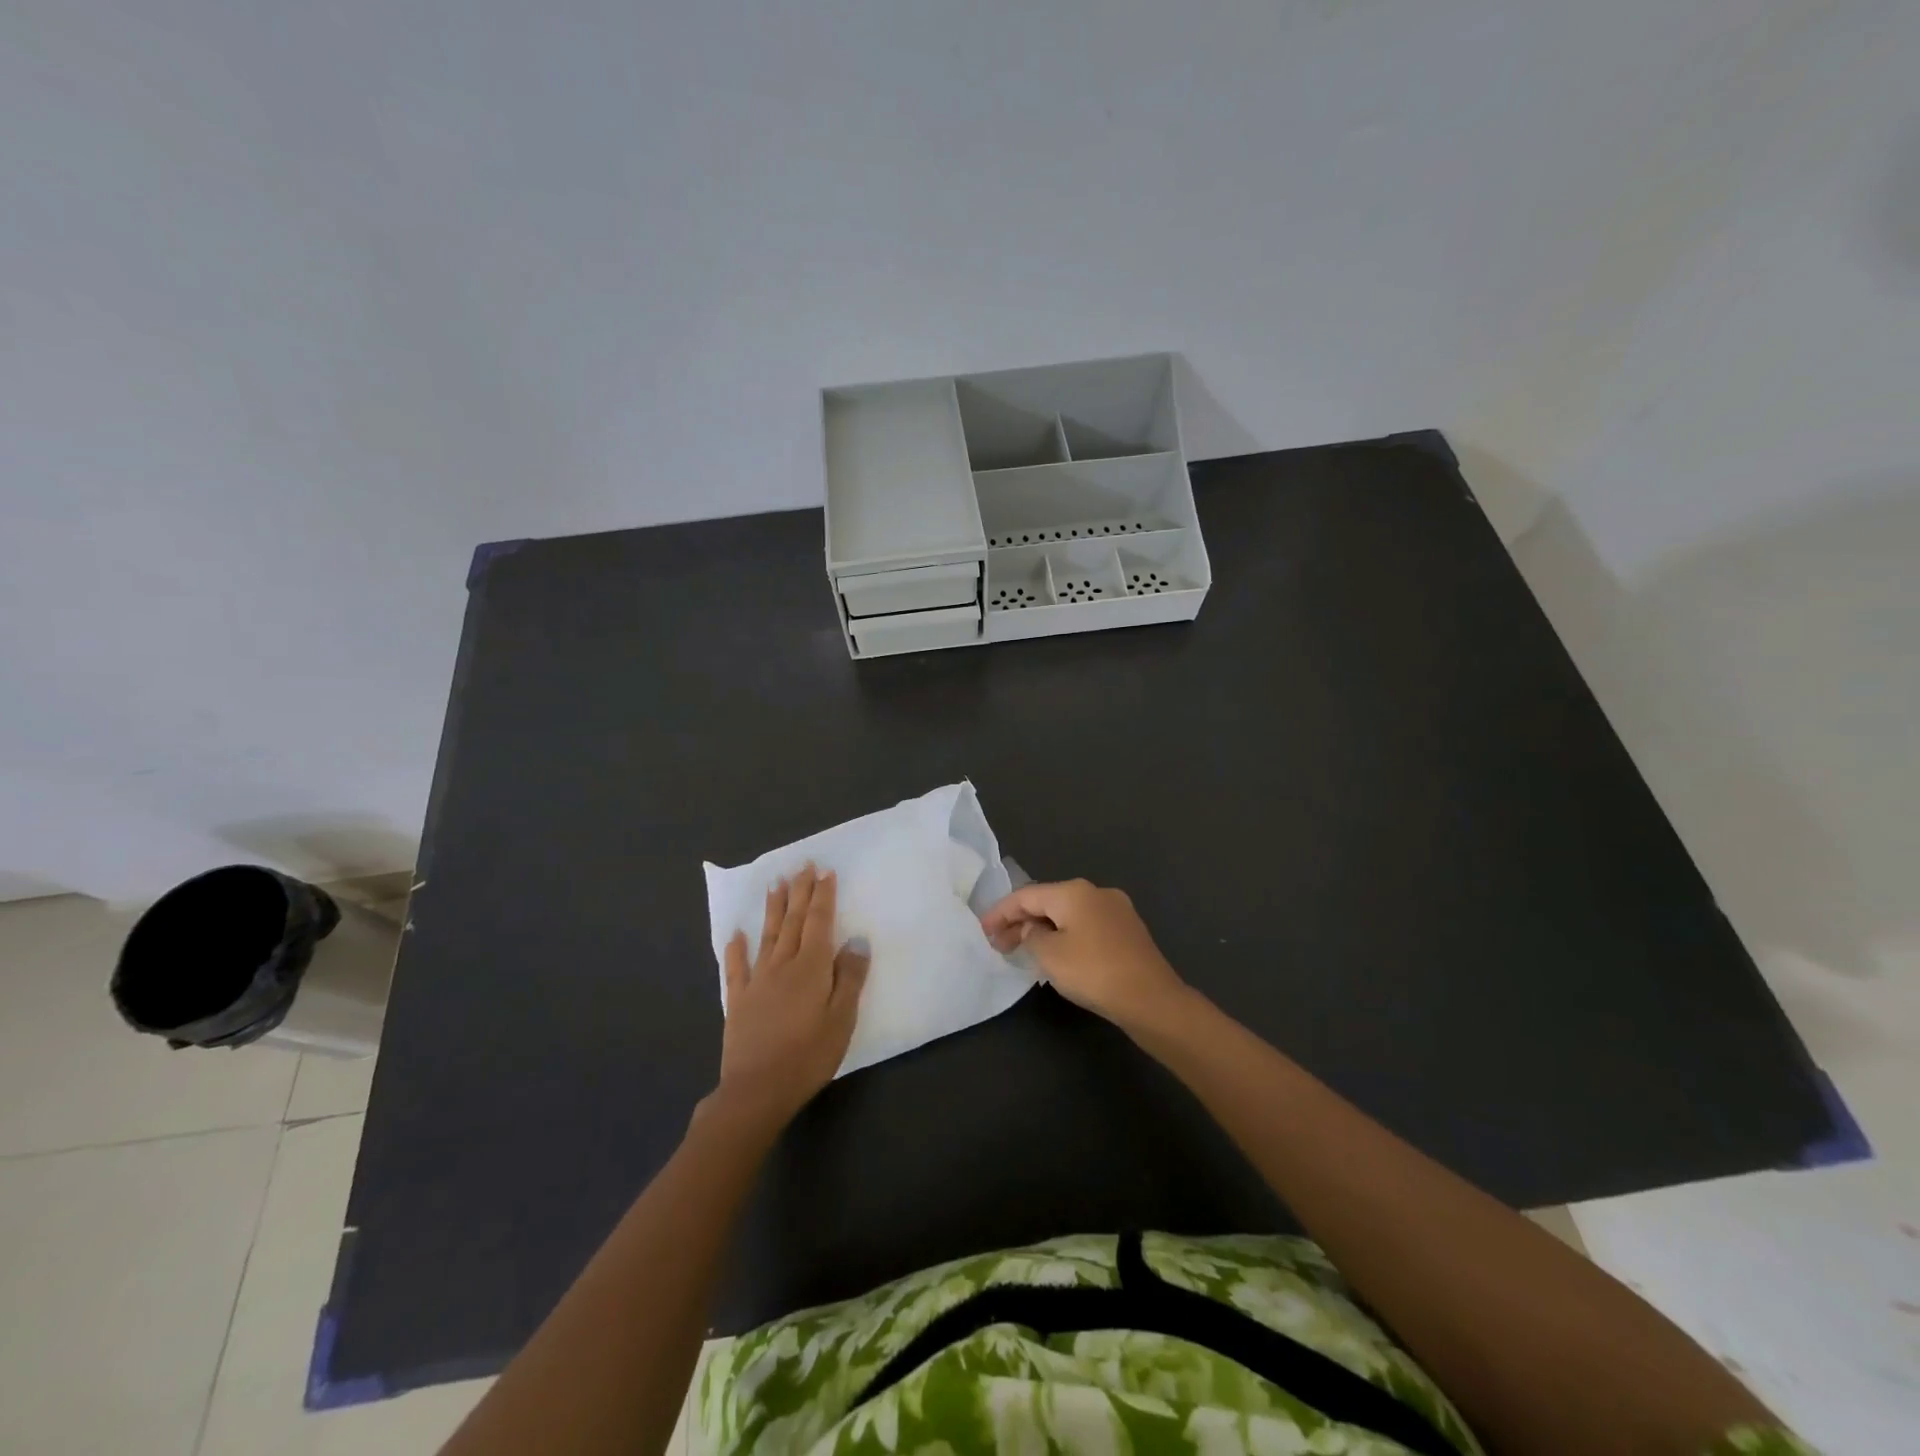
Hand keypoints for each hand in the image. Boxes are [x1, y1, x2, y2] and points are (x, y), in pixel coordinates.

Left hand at [715, 864, 869, 1124]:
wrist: (757, 1091)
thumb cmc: (808, 1056)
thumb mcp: (842, 1019)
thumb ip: (849, 978)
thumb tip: (855, 941)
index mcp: (811, 968)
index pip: (819, 922)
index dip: (823, 896)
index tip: (825, 872)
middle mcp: (783, 965)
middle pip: (792, 921)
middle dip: (799, 892)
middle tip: (802, 865)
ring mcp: (757, 981)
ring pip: (767, 936)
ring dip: (772, 908)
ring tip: (775, 883)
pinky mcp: (739, 1001)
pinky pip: (737, 968)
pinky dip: (736, 949)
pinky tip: (735, 934)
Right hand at [981, 878, 1188, 1029]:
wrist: (1152, 999)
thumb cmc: (1094, 972)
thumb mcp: (1049, 955)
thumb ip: (1030, 937)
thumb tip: (1032, 930)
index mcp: (1074, 892)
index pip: (1026, 895)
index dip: (1000, 912)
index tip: (982, 930)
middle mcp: (1096, 892)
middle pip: (1048, 902)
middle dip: (1021, 922)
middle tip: (999, 945)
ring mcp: (1116, 911)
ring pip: (1068, 915)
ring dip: (1043, 930)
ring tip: (1023, 951)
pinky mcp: (1127, 932)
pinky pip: (1085, 927)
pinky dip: (1065, 937)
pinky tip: (1057, 955)